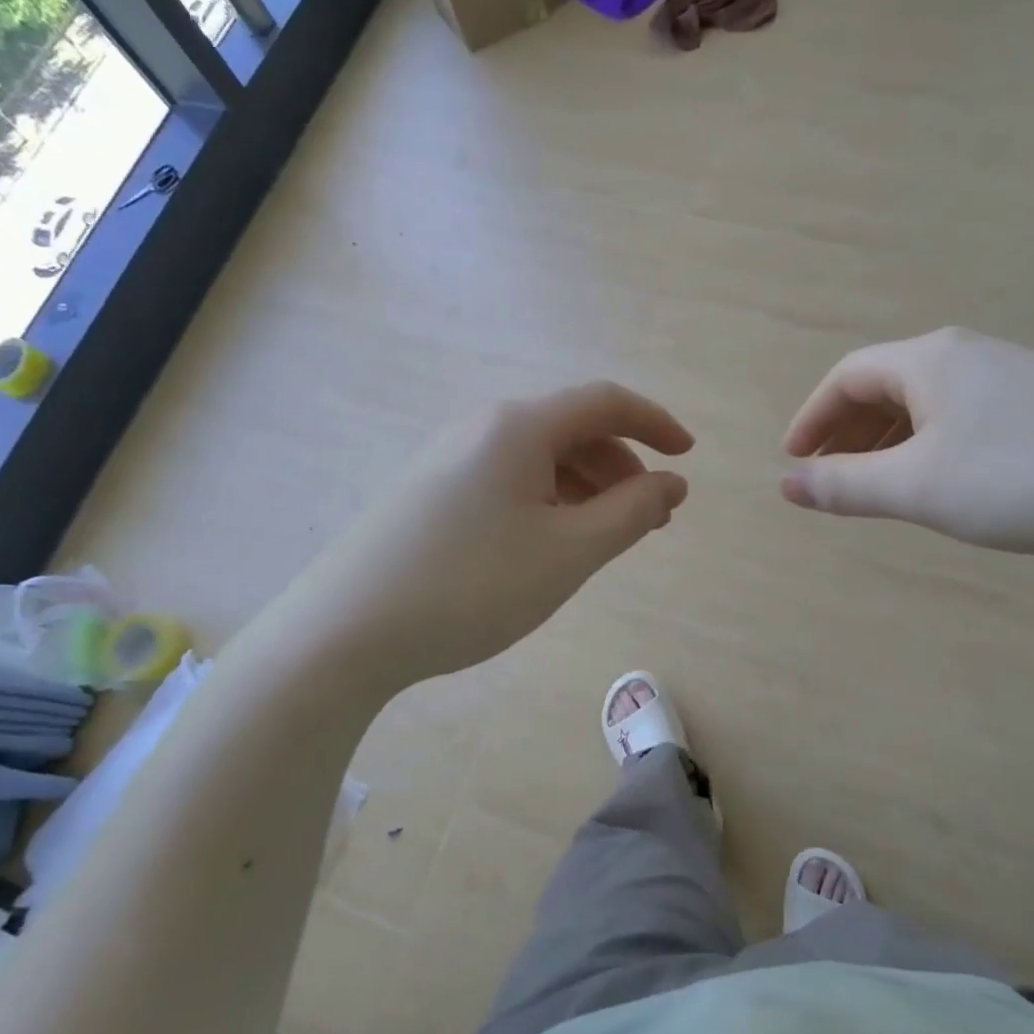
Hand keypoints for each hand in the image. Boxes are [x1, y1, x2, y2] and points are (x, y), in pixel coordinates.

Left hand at [313, 381, 691, 688]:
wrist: (346, 631)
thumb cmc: (472, 586)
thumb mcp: (569, 552)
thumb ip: (631, 513)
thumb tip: (673, 483)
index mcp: (520, 426)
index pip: (605, 402)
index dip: (655, 423)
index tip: (688, 457)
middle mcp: (483, 427)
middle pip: (572, 429)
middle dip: (622, 466)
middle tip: (650, 519)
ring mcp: (450, 457)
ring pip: (539, 457)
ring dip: (586, 487)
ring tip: (606, 537)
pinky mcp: (430, 490)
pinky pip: (508, 478)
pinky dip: (547, 500)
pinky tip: (550, 543)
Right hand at [780, 327, 1033, 561]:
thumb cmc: (1020, 478)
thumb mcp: (917, 486)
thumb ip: (845, 485)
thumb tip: (785, 483)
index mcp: (932, 360)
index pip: (848, 376)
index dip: (812, 417)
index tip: (793, 459)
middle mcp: (972, 355)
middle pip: (887, 385)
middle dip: (848, 431)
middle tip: (829, 477)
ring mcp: (1017, 378)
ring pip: (929, 404)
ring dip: (889, 441)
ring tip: (878, 486)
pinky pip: (966, 418)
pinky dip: (932, 446)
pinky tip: (944, 482)